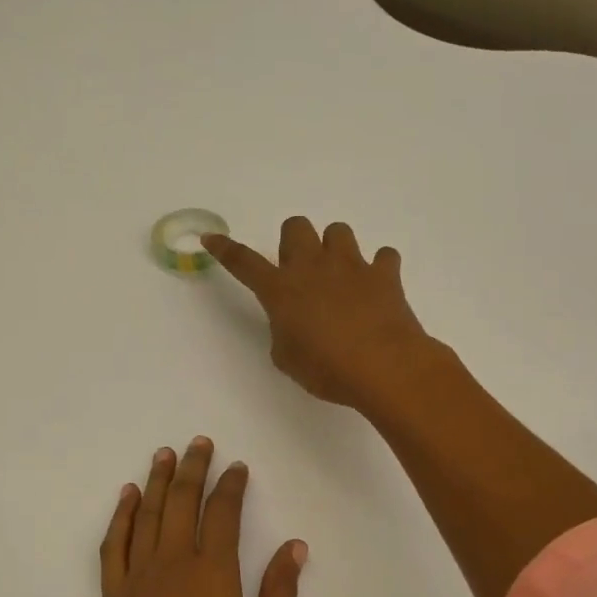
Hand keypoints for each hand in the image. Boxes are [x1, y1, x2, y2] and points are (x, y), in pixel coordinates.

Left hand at [92, 437, 306, 596]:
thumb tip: (294, 546)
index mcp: (213, 578)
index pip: (223, 514)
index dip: (231, 485)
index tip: (237, 466)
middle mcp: (171, 568)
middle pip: (182, 503)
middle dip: (193, 469)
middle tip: (200, 443)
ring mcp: (135, 582)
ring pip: (147, 516)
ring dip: (157, 482)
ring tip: (165, 454)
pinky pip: (113, 546)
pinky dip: (121, 516)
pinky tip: (128, 497)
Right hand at [204, 218, 435, 410]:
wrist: (384, 368)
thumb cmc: (326, 370)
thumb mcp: (288, 359)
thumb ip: (283, 332)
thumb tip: (294, 323)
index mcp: (281, 290)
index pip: (244, 262)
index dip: (225, 249)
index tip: (211, 239)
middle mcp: (313, 267)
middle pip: (295, 226)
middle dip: (294, 242)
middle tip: (301, 272)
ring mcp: (351, 266)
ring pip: (338, 231)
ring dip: (335, 249)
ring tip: (341, 277)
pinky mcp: (384, 274)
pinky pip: (383, 256)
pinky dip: (379, 269)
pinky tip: (377, 288)